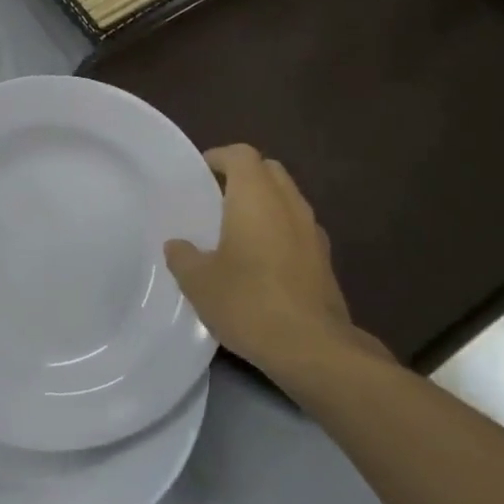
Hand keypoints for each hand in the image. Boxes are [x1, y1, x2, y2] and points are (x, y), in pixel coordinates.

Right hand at [164, 144, 385, 380]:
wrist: (313, 349)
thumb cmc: (249, 302)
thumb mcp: (198, 281)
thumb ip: (183, 256)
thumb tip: (178, 245)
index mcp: (256, 196)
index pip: (241, 155)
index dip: (218, 158)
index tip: (199, 175)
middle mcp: (289, 204)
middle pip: (268, 171)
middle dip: (243, 176)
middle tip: (216, 198)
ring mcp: (313, 232)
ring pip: (287, 199)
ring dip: (264, 204)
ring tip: (237, 230)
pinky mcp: (325, 260)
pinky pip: (298, 229)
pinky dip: (280, 230)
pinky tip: (262, 261)